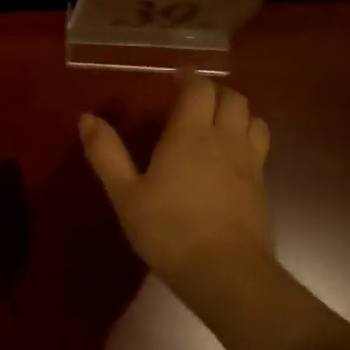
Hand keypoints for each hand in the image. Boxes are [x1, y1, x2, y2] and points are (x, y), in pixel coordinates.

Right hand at [78, 76, 271, 285]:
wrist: (223, 270)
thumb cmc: (166, 229)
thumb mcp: (124, 193)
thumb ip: (106, 153)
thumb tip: (86, 118)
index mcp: (190, 134)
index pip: (199, 90)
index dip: (189, 79)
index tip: (176, 78)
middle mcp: (225, 139)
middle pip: (233, 99)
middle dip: (215, 92)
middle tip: (194, 100)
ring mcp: (250, 163)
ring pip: (254, 120)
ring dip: (237, 113)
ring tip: (218, 123)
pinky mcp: (263, 186)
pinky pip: (260, 147)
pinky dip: (247, 139)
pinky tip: (231, 158)